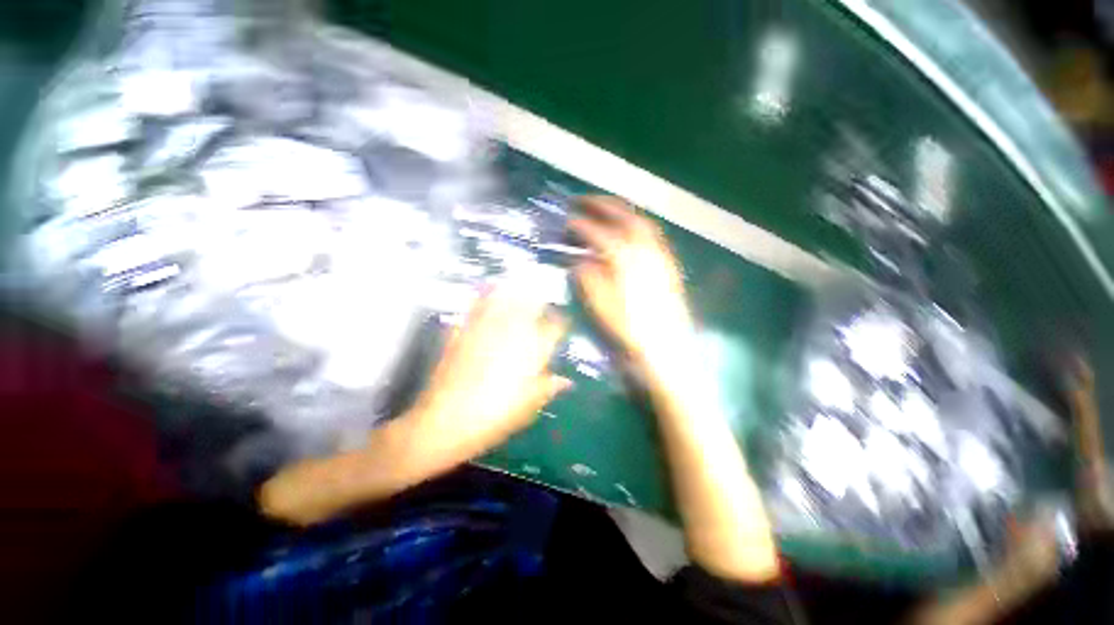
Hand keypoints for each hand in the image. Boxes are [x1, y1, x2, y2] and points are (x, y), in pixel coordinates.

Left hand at [405, 282, 571, 466]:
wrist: (447, 420)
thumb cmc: (496, 416)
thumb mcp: (529, 406)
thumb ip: (548, 387)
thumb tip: (566, 382)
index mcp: (533, 349)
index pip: (554, 327)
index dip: (560, 322)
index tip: (561, 322)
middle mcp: (512, 332)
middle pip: (530, 304)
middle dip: (538, 299)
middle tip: (541, 298)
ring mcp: (486, 328)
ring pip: (505, 300)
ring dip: (513, 292)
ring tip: (517, 285)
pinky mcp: (463, 331)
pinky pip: (477, 307)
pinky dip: (484, 298)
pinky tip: (486, 293)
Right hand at [570, 196, 694, 370]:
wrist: (665, 349)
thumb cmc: (628, 330)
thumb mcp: (599, 306)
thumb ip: (587, 278)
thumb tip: (578, 261)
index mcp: (624, 260)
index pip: (597, 234)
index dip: (579, 225)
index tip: (565, 221)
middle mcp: (644, 250)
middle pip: (622, 216)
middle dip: (600, 204)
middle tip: (580, 200)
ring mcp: (659, 255)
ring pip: (640, 221)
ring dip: (619, 210)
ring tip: (603, 208)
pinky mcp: (668, 264)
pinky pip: (652, 234)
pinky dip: (636, 224)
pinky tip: (627, 230)